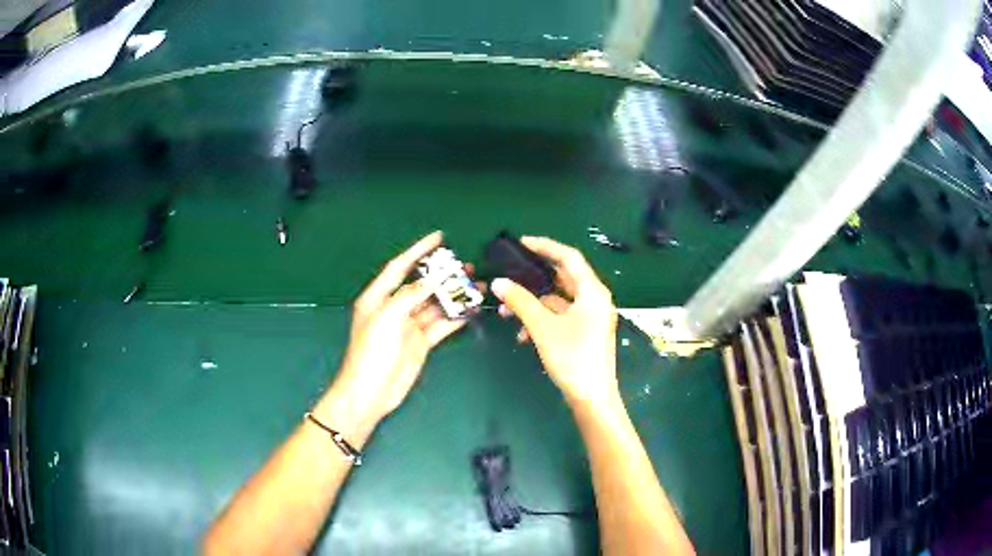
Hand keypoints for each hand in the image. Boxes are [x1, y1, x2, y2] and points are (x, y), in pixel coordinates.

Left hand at [321, 232, 468, 436]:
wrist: (371, 392)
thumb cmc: (371, 352)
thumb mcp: (386, 317)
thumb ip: (410, 295)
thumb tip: (432, 279)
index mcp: (378, 297)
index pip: (400, 267)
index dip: (418, 250)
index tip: (438, 237)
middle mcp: (394, 308)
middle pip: (421, 285)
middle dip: (442, 273)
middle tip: (465, 263)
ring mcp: (409, 326)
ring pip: (434, 304)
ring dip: (453, 295)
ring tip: (475, 283)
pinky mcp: (421, 342)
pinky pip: (441, 325)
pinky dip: (455, 317)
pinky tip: (471, 309)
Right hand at [491, 236, 618, 407]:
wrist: (592, 397)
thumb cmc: (572, 358)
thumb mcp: (542, 327)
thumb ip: (520, 301)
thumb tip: (498, 282)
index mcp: (592, 291)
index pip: (569, 257)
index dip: (545, 246)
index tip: (521, 242)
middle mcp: (595, 299)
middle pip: (563, 277)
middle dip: (533, 279)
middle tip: (510, 273)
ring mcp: (591, 316)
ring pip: (558, 299)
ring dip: (533, 304)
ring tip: (506, 312)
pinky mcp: (585, 331)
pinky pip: (561, 316)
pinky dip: (542, 320)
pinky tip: (522, 335)